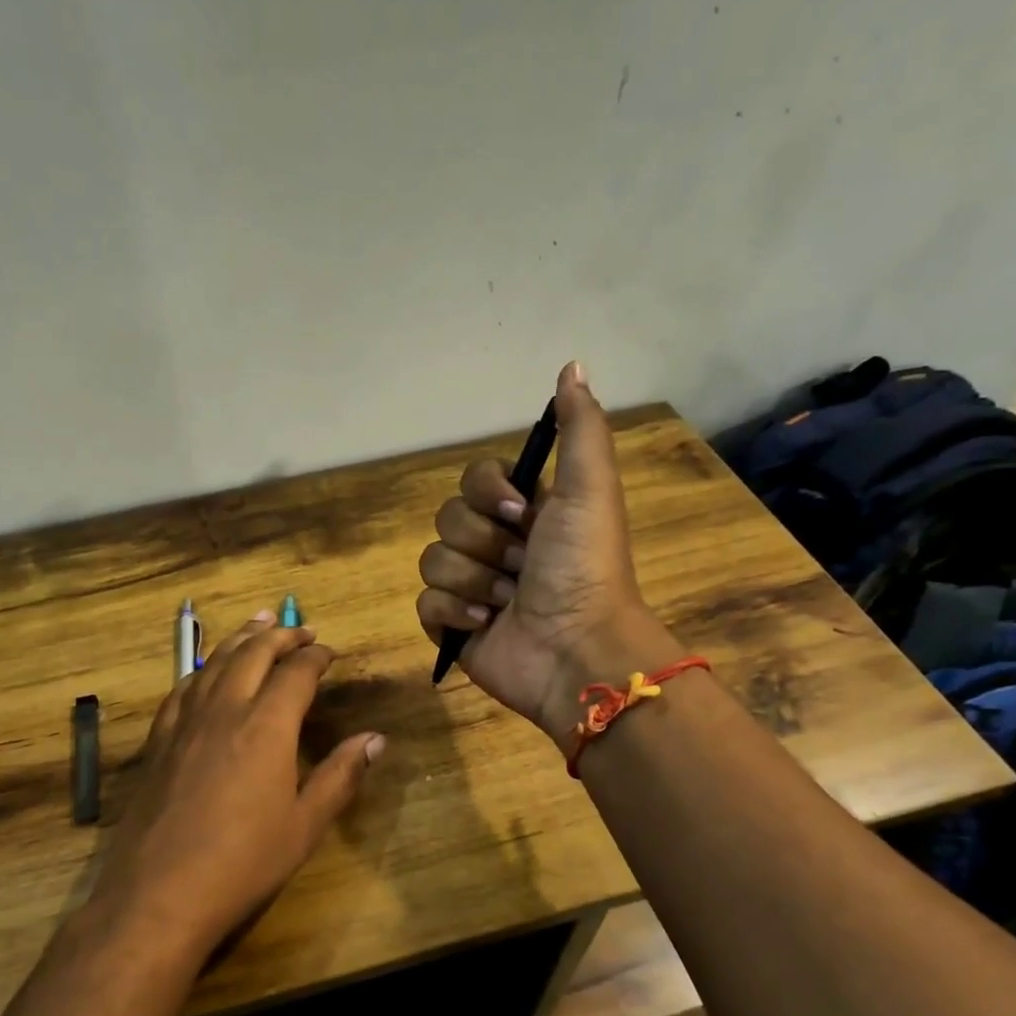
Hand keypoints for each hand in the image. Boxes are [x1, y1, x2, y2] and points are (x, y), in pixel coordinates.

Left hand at [90, 612, 383, 956]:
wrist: (159, 894)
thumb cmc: (243, 863)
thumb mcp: (305, 825)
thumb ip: (341, 776)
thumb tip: (377, 739)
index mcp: (267, 726)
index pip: (296, 673)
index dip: (315, 656)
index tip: (329, 652)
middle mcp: (225, 710)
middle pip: (253, 653)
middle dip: (280, 635)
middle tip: (300, 629)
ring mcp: (185, 723)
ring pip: (214, 662)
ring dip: (239, 639)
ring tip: (256, 624)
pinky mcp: (158, 741)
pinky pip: (182, 688)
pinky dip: (202, 669)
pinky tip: (205, 672)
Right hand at [416, 361, 679, 745]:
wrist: (575, 650)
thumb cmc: (584, 567)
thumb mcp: (590, 489)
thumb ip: (579, 428)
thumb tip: (572, 365)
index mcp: (526, 514)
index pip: (474, 480)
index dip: (489, 492)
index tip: (521, 512)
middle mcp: (496, 546)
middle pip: (448, 518)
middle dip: (485, 543)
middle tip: (522, 566)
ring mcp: (472, 588)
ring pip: (433, 560)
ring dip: (474, 580)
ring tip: (508, 601)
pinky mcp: (453, 626)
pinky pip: (425, 603)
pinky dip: (454, 613)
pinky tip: (485, 624)